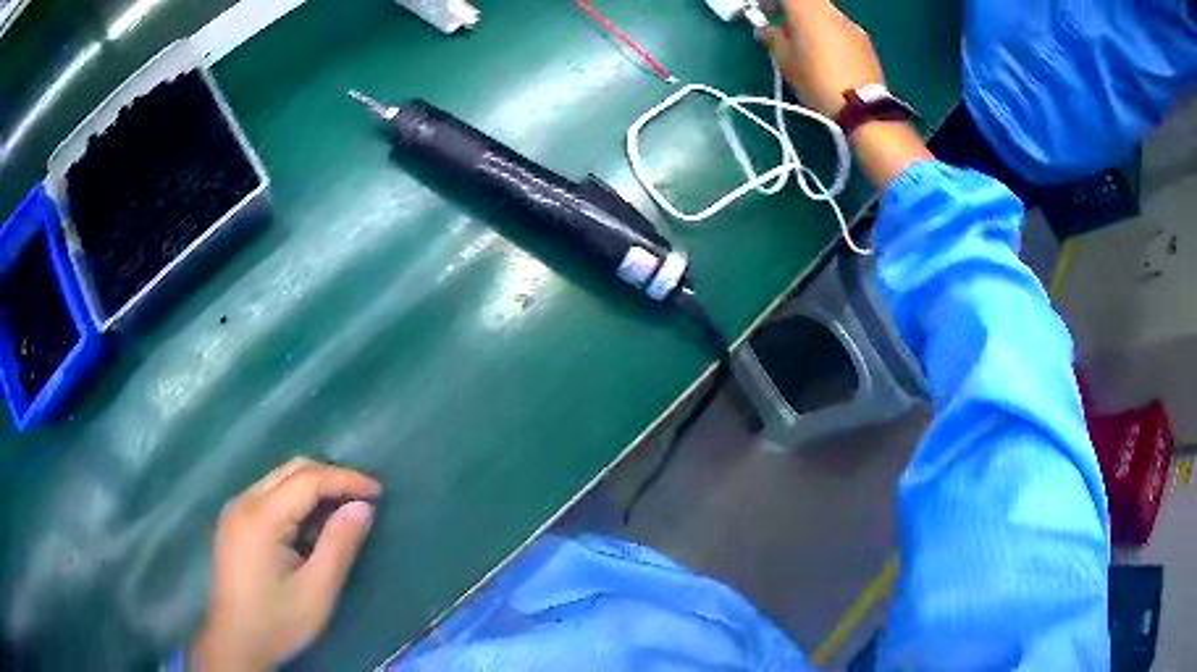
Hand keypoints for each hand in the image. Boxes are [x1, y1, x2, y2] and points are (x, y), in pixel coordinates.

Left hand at [191, 458, 381, 670]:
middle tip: (363, 497)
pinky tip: (310, 524)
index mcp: (261, 517)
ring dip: (313, 487)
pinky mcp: (234, 521)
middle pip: (291, 470)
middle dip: (330, 477)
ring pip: (279, 479)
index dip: (345, 480)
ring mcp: (235, 509)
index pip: (308, 480)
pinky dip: (295, 499)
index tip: (378, 491)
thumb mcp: (317, 590)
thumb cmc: (279, 620)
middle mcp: (244, 501)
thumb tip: (363, 507)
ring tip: (342, 510)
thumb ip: (339, 545)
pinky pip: (269, 494)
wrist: (236, 641)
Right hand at [759, 0, 885, 117]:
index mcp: (808, 10)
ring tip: (807, 48)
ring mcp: (852, 26)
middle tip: (785, 28)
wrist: (862, 110)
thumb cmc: (817, 81)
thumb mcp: (786, 62)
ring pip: (826, 15)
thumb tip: (766, 30)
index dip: (771, 0)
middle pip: (809, 2)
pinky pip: (841, 30)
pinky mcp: (865, 42)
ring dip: (813, 24)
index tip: (764, 9)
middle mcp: (832, 11)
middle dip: (794, 11)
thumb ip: (772, 38)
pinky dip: (830, 36)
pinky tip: (829, 58)